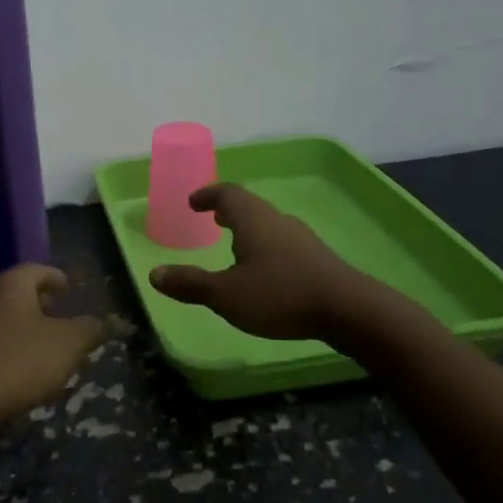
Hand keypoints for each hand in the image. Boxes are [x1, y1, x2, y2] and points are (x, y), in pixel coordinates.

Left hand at [0, 264, 106, 436]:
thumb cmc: (20, 361)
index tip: (70, 288)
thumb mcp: (68, 344)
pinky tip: (27, 371)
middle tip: (64, 317)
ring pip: (7, 320)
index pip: (38, 270)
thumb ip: (88, 328)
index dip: (57, 278)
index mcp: (12, 284)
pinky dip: (14, 350)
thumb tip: (102, 320)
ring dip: (28, 329)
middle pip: (20, 294)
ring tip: (51, 348)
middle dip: (43, 304)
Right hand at [151, 183, 386, 341]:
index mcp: (252, 220)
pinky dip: (264, 244)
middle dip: (228, 211)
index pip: (226, 194)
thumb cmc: (280, 295)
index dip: (207, 195)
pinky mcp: (317, 258)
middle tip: (212, 219)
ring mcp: (301, 238)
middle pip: (249, 206)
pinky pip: (282, 241)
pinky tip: (265, 269)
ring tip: (234, 244)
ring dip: (247, 228)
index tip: (193, 202)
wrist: (348, 309)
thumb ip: (191, 284)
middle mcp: (277, 220)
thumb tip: (154, 274)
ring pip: (267, 223)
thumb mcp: (226, 295)